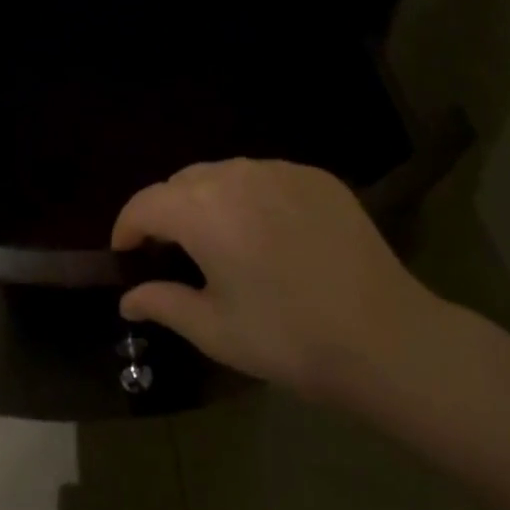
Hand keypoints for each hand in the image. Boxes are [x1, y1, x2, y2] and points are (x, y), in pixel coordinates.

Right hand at [112, 159, 441, 405]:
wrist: (383, 336)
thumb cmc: (287, 338)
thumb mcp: (215, 330)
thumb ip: (163, 303)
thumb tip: (128, 297)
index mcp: (202, 210)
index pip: (145, 203)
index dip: (127, 227)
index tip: (126, 254)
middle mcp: (236, 175)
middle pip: (183, 182)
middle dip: (167, 211)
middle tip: (173, 253)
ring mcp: (280, 170)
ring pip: (225, 173)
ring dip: (209, 200)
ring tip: (221, 240)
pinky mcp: (315, 176)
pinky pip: (266, 177)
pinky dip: (252, 197)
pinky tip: (270, 234)